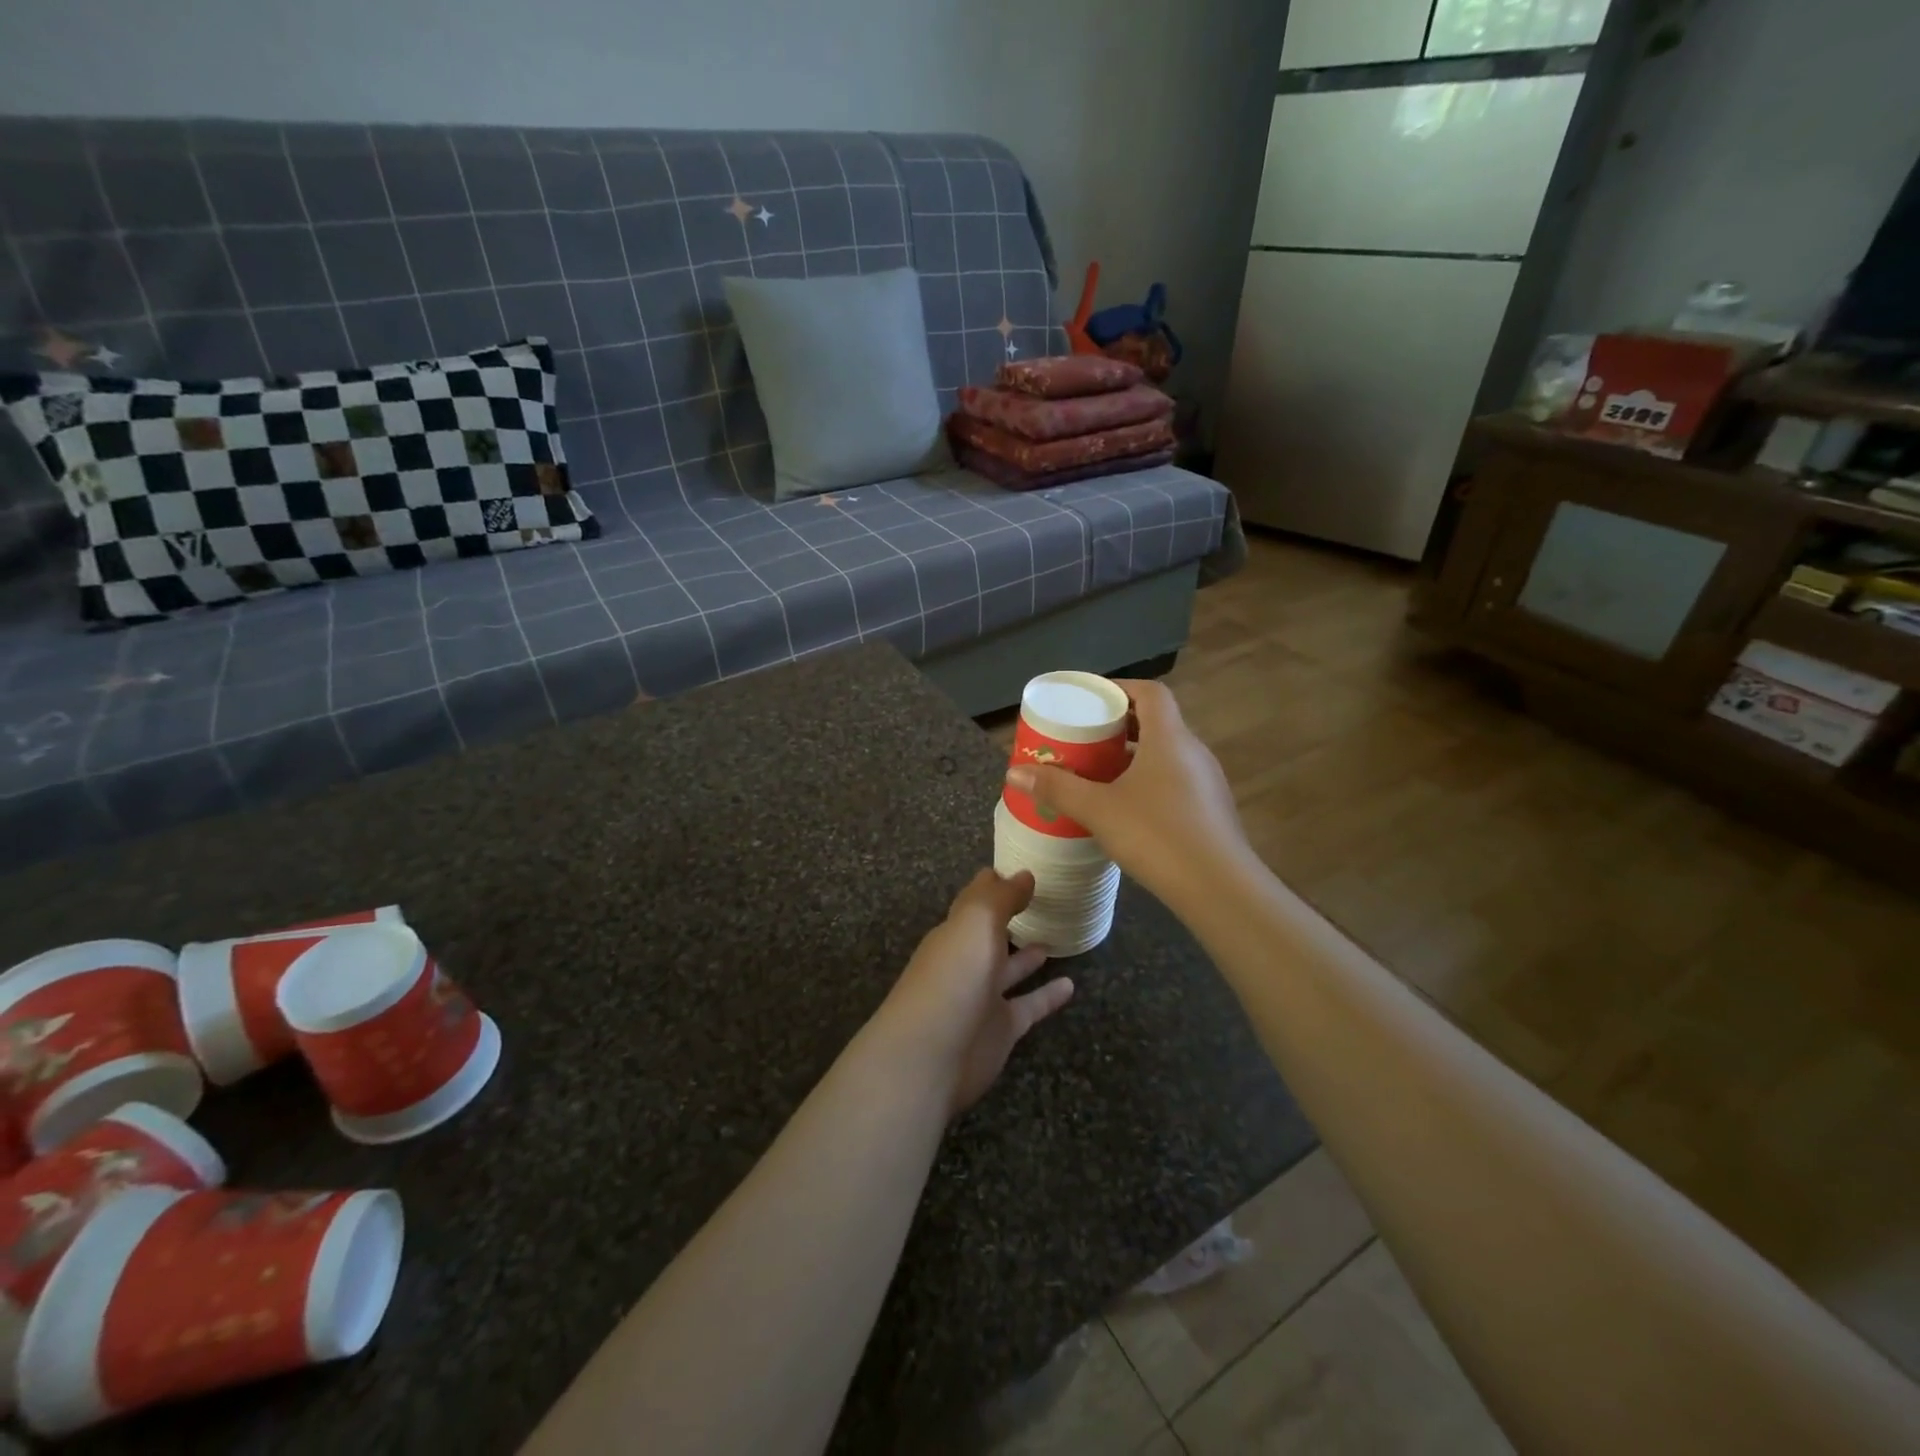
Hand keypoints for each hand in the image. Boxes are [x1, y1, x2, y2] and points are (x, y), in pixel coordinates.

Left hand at [878, 868, 1074, 1116]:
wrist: (931, 1055)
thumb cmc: (952, 977)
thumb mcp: (976, 923)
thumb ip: (1000, 897)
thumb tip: (1024, 873)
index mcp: (956, 931)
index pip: (976, 900)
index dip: (995, 884)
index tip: (1022, 867)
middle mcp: (967, 960)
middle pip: (991, 934)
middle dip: (1010, 917)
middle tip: (1044, 899)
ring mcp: (983, 997)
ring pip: (1009, 969)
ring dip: (1028, 955)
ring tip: (1056, 935)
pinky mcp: (1001, 1030)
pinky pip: (1028, 1006)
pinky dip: (1047, 997)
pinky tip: (1071, 985)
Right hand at [1004, 678, 1252, 915]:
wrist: (1219, 889)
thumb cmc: (1156, 835)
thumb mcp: (1098, 809)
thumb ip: (1057, 788)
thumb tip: (1014, 773)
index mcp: (1169, 738)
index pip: (1151, 692)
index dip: (1120, 688)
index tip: (1091, 699)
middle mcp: (1193, 751)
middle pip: (1157, 722)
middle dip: (1120, 725)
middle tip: (1086, 737)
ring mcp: (1207, 782)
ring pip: (1167, 754)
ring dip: (1135, 755)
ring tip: (1100, 772)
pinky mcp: (1211, 811)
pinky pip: (1176, 780)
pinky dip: (1150, 781)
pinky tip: (1127, 808)